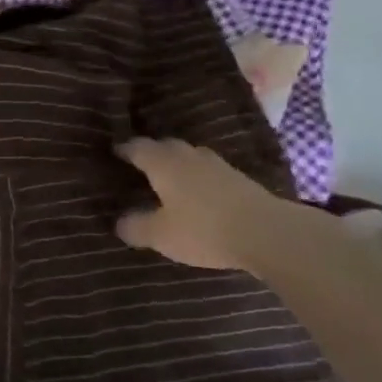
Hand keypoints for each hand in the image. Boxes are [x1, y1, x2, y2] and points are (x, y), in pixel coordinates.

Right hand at [115, 138, 289, 271]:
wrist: (267, 233)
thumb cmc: (203, 229)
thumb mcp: (161, 235)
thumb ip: (137, 227)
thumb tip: (119, 222)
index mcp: (163, 163)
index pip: (137, 147)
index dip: (124, 149)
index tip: (114, 151)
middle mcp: (188, 156)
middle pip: (165, 146)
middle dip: (151, 152)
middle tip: (140, 163)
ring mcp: (217, 165)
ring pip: (189, 156)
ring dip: (177, 163)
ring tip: (168, 177)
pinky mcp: (239, 178)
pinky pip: (208, 171)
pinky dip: (197, 177)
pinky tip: (198, 192)